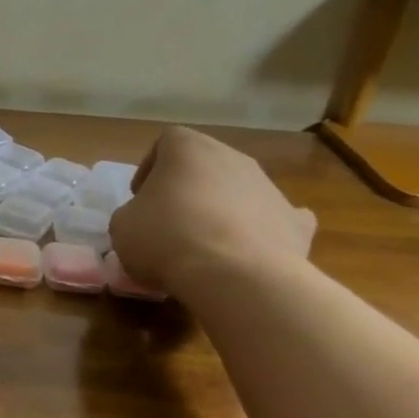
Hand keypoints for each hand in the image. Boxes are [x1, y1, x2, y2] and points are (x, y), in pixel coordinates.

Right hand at [108, 127, 316, 299]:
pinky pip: (277, 219)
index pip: (166, 141)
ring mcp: (270, 188)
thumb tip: (147, 221)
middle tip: (170, 220)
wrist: (234, 276)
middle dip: (188, 188)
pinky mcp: (296, 223)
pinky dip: (263, 231)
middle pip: (207, 165)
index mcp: (188, 149)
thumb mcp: (122, 225)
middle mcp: (234, 158)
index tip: (140, 197)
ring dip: (223, 209)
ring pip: (241, 191)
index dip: (150, 168)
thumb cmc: (166, 238)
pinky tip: (249, 252)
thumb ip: (133, 213)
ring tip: (205, 246)